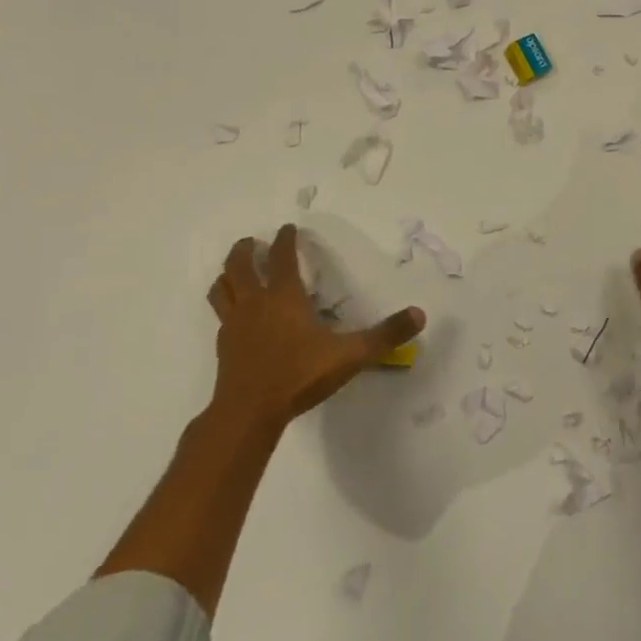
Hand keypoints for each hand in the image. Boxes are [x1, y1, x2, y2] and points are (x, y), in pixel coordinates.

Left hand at [207, 225, 423, 431]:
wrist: (248, 412)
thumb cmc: (299, 375)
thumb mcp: (350, 355)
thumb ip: (385, 335)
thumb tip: (420, 314)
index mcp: (283, 296)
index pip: (280, 257)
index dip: (284, 240)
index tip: (287, 228)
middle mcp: (255, 303)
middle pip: (239, 265)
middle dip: (245, 249)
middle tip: (251, 242)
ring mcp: (234, 324)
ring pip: (221, 287)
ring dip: (227, 274)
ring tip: (234, 271)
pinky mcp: (224, 346)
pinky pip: (221, 315)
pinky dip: (226, 305)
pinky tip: (236, 315)